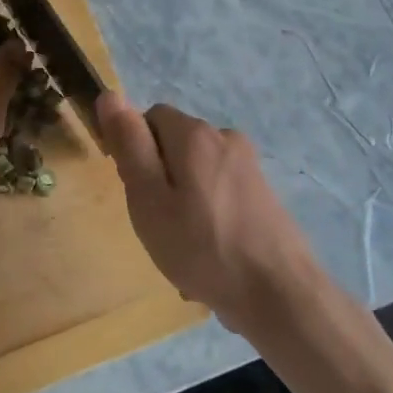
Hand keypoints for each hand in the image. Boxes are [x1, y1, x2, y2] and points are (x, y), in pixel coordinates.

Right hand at [97, 93, 319, 335]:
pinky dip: (210, 218)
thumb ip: (129, 145)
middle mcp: (225, 137)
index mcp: (194, 133)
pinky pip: (220, 195)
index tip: (139, 193)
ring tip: (185, 251)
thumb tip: (110, 95)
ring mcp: (249, 166)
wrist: (282, 296)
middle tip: (159, 226)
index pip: (149, 118)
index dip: (136, 152)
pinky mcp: (264, 194)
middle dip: (161, 179)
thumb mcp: (149, 198)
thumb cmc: (203, 247)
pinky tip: (212, 257)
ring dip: (184, 203)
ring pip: (197, 173)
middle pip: (175, 146)